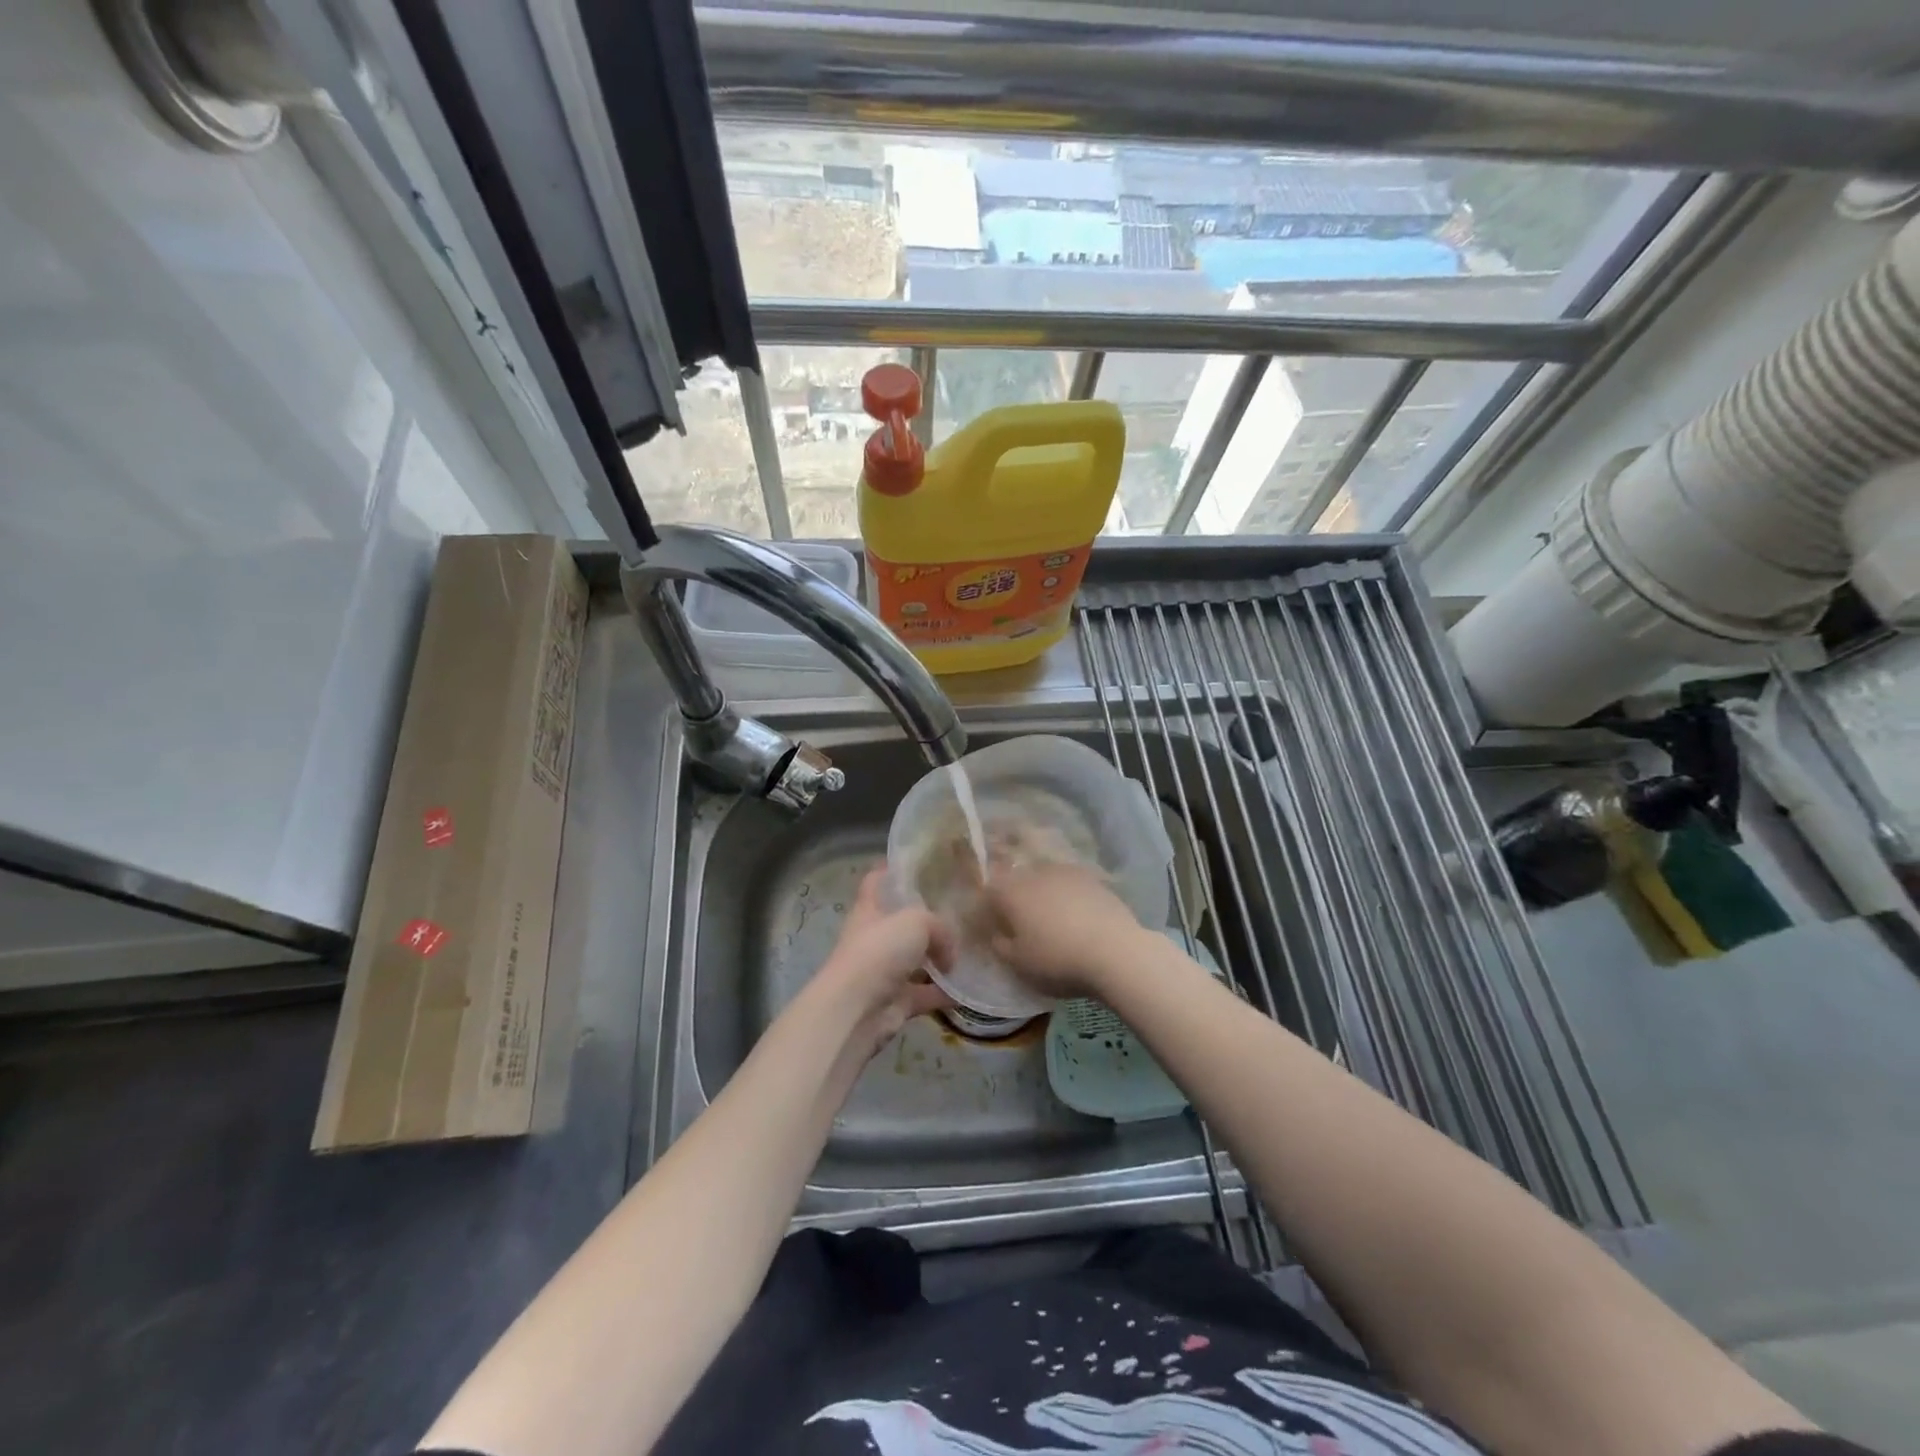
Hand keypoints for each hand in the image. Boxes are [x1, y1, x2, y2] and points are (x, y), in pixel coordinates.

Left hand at [809, 869, 954, 1060]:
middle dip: (926, 920)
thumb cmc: (879, 951)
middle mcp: (874, 938)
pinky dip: (945, 994)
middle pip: (900, 923)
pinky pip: (925, 994)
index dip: (890, 870)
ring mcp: (884, 972)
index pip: (876, 881)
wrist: (856, 1009)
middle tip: (959, 912)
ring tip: (971, 951)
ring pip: (916, 961)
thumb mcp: (916, 922)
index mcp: (870, 910)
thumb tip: (949, 954)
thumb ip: (939, 928)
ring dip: (939, 960)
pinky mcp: (895, 1002)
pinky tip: (969, 989)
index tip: (914, 863)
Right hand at [984, 862, 1146, 997]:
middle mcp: (1035, 873)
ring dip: (1044, 897)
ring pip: (1046, 881)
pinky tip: (1077, 919)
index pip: (990, 892)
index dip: (988, 911)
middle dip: (1016, 900)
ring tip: (1053, 922)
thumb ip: (1000, 946)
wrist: (1115, 951)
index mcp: (1011, 891)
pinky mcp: (1094, 879)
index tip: (993, 930)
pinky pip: (1071, 887)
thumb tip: (997, 934)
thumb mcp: (1018, 963)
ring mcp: (1067, 872)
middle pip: (1018, 882)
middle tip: (1022, 926)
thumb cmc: (1057, 959)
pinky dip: (1069, 899)